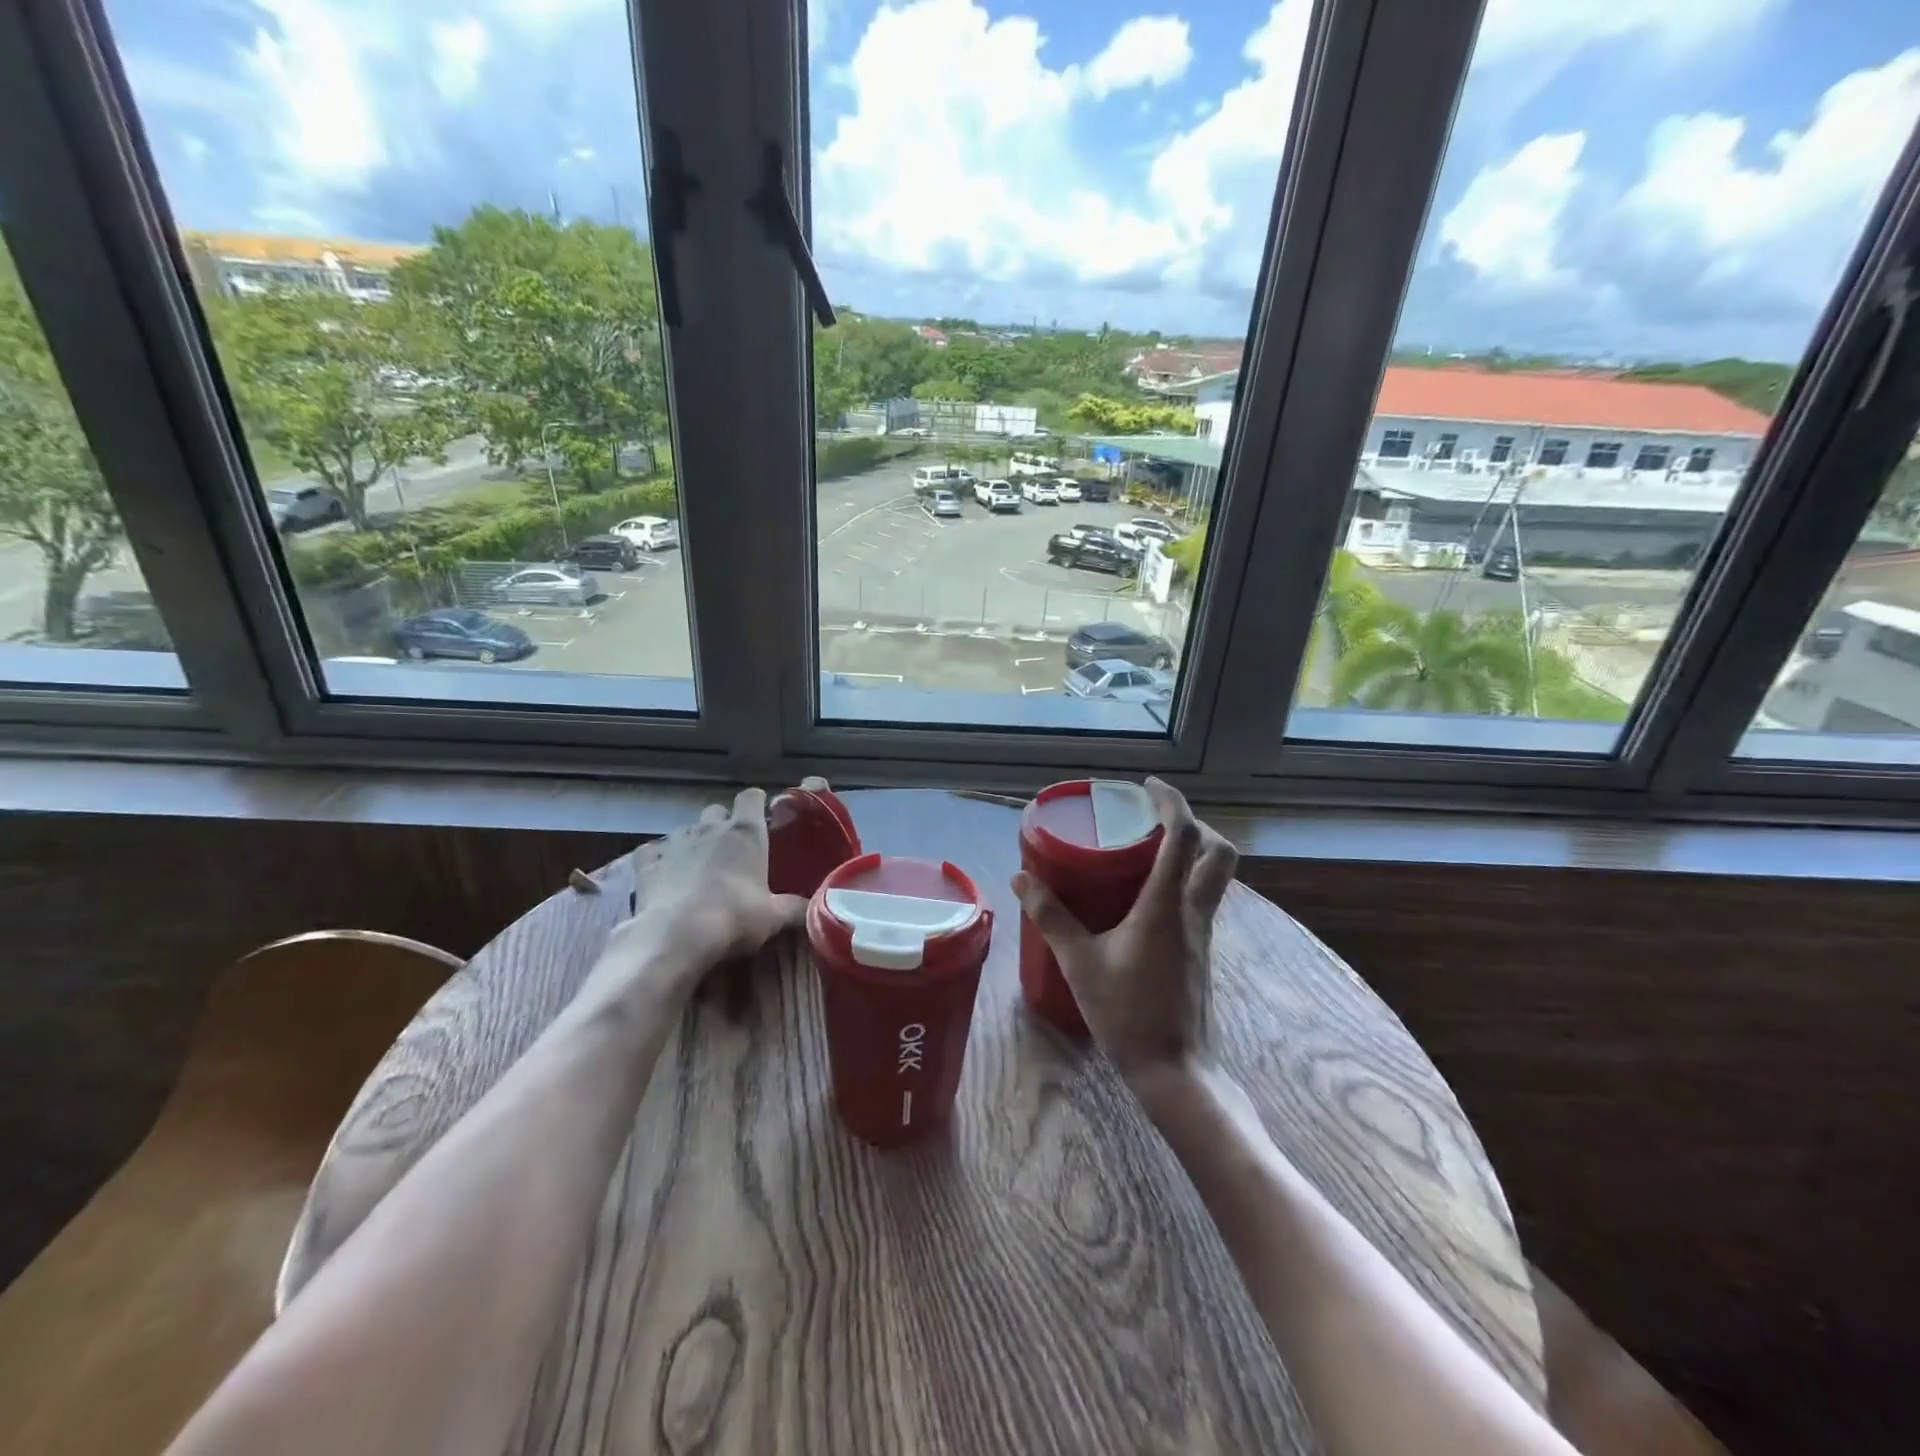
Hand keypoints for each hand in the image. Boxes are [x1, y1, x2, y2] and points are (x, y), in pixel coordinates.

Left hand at [600, 787, 808, 994]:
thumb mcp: (774, 917)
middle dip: (723, 824)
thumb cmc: (734, 917)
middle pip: (717, 811)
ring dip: (694, 842)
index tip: (762, 817)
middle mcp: (710, 828)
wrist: (676, 937)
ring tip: (700, 866)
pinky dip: (657, 860)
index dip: (756, 803)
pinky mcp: (648, 865)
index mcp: (745, 833)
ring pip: (686, 830)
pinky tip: (663, 874)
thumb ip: (796, 908)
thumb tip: (815, 908)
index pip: (751, 797)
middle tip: (732, 849)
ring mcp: (675, 844)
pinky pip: (651, 853)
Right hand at [1011, 778, 1237, 1090]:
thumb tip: (1021, 878)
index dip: (1172, 802)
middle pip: (1220, 853)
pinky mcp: (1201, 952)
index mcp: (1166, 906)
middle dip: (1196, 825)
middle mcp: (1193, 912)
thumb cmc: (1126, 1014)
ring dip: (1194, 853)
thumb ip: (1051, 917)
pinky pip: (1202, 900)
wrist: (1175, 1070)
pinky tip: (1148, 898)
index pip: (1184, 837)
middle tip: (1156, 822)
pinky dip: (1185, 882)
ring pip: (1215, 877)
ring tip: (1150, 852)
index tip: (1149, 787)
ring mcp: (1203, 934)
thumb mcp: (1079, 963)